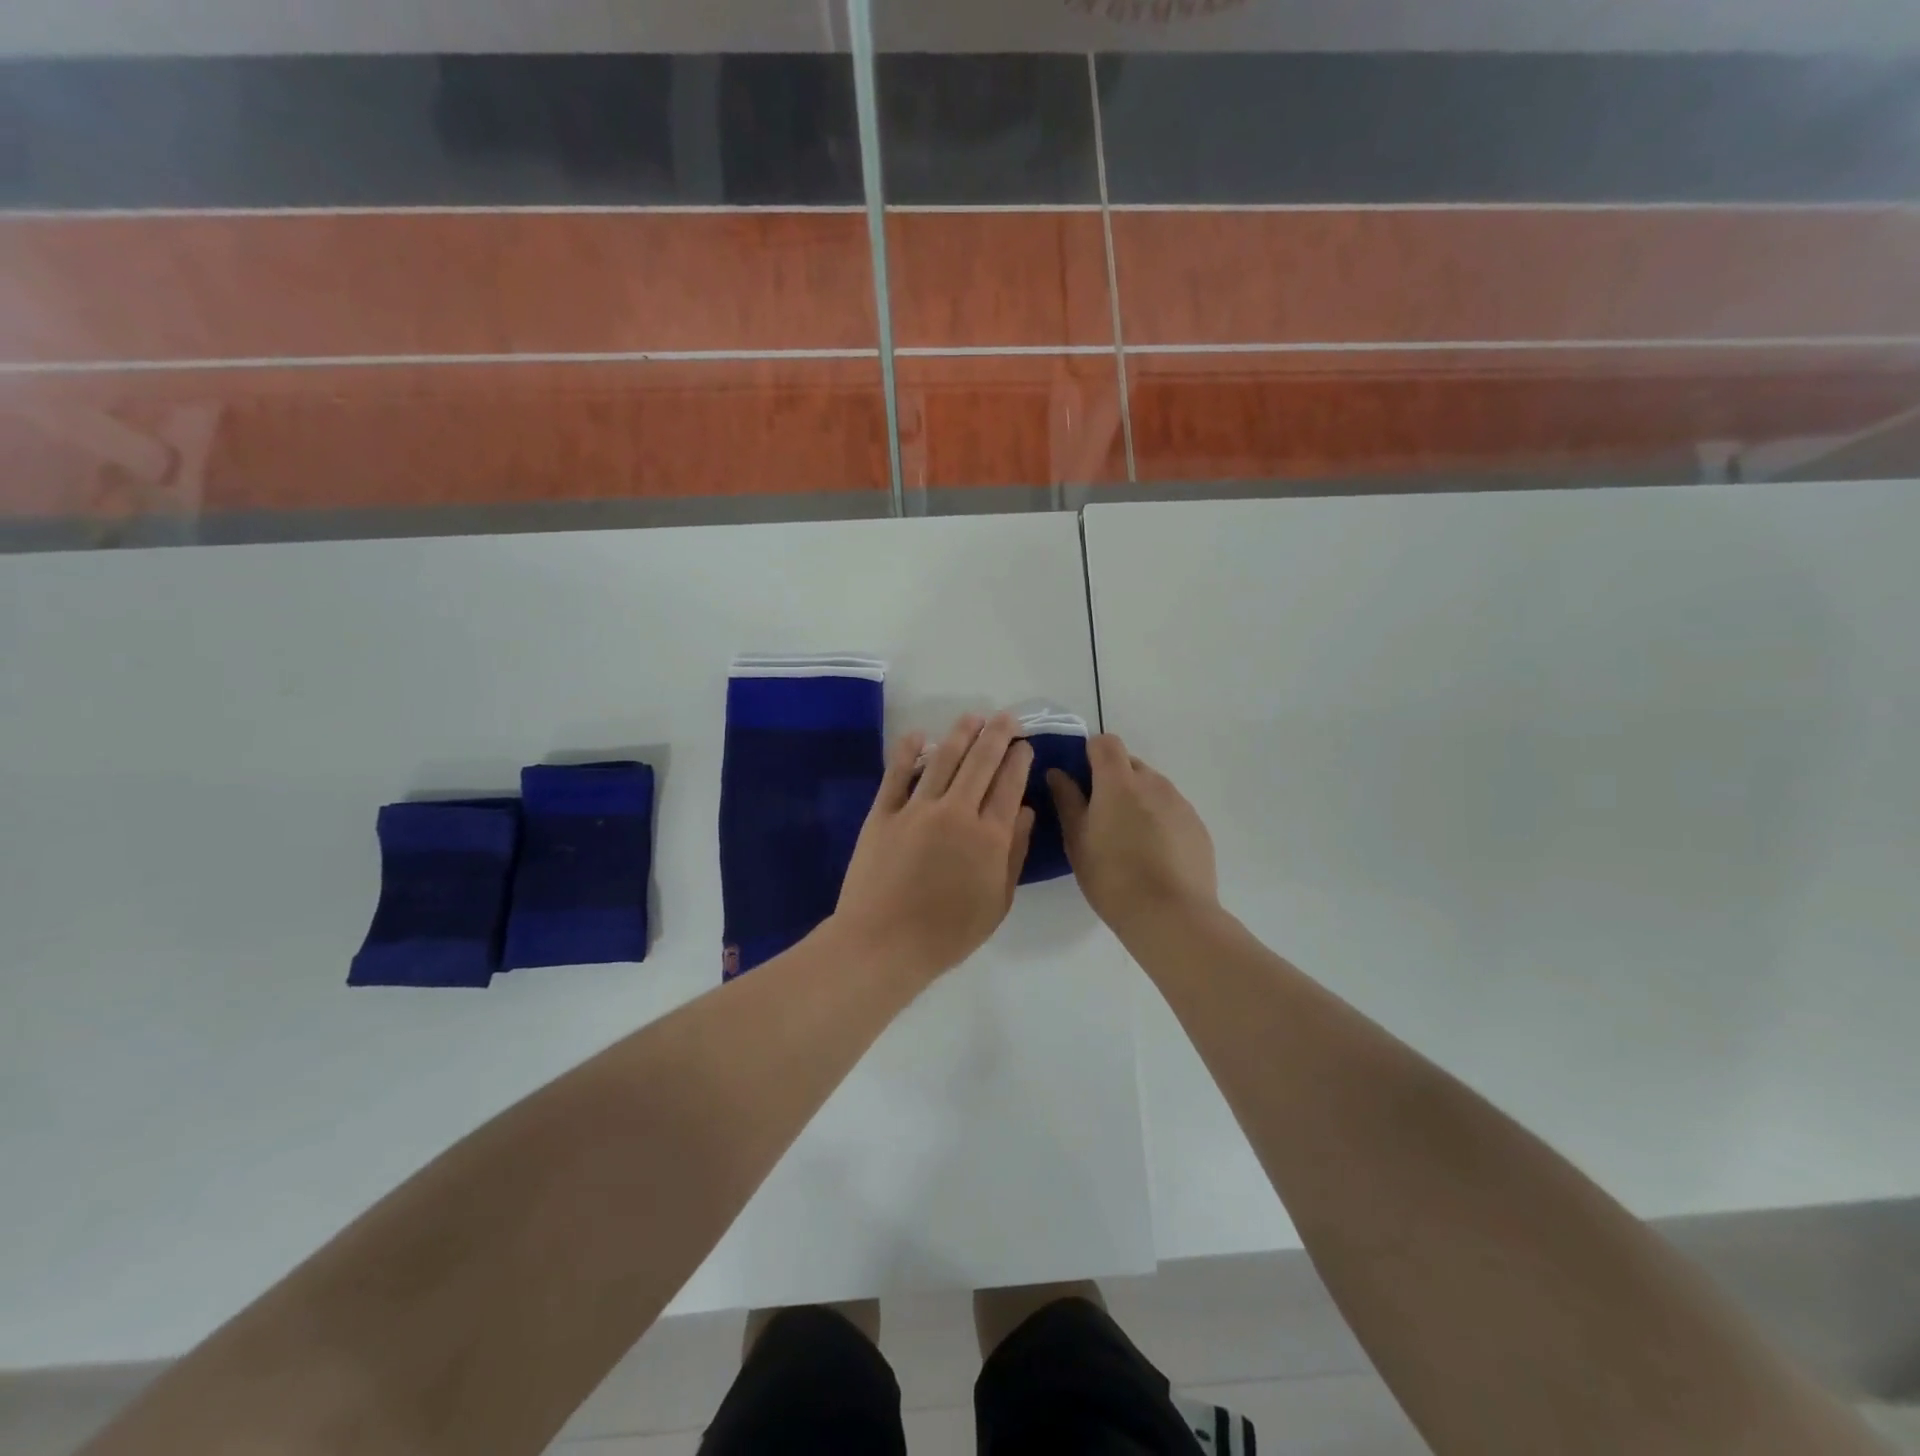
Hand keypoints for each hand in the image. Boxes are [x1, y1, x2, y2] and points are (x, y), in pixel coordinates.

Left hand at [833, 713, 1035, 983]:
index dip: (1019, 760)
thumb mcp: (998, 902)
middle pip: (981, 763)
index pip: (1009, 785)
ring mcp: (916, 809)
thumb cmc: (948, 933)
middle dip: (997, 735)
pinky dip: (908, 751)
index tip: (1025, 745)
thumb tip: (1026, 811)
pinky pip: (897, 774)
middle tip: (1007, 717)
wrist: (884, 943)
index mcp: (989, 836)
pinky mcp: (883, 813)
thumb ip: (1015, 854)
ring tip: (973, 717)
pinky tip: (918, 734)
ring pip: (943, 759)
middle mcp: (956, 812)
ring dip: (961, 734)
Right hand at [1048, 734, 1217, 930]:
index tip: (1081, 780)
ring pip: (1153, 788)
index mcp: (1119, 782)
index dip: (1090, 754)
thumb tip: (1058, 773)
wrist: (1172, 915)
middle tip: (1100, 816)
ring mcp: (1180, 804)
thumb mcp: (1077, 840)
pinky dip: (1159, 820)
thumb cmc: (1112, 877)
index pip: (1105, 743)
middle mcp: (1153, 783)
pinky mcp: (1198, 827)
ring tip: (1128, 840)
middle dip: (1113, 779)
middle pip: (1130, 764)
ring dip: (1137, 800)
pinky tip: (1153, 856)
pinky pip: (1172, 810)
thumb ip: (1067, 800)